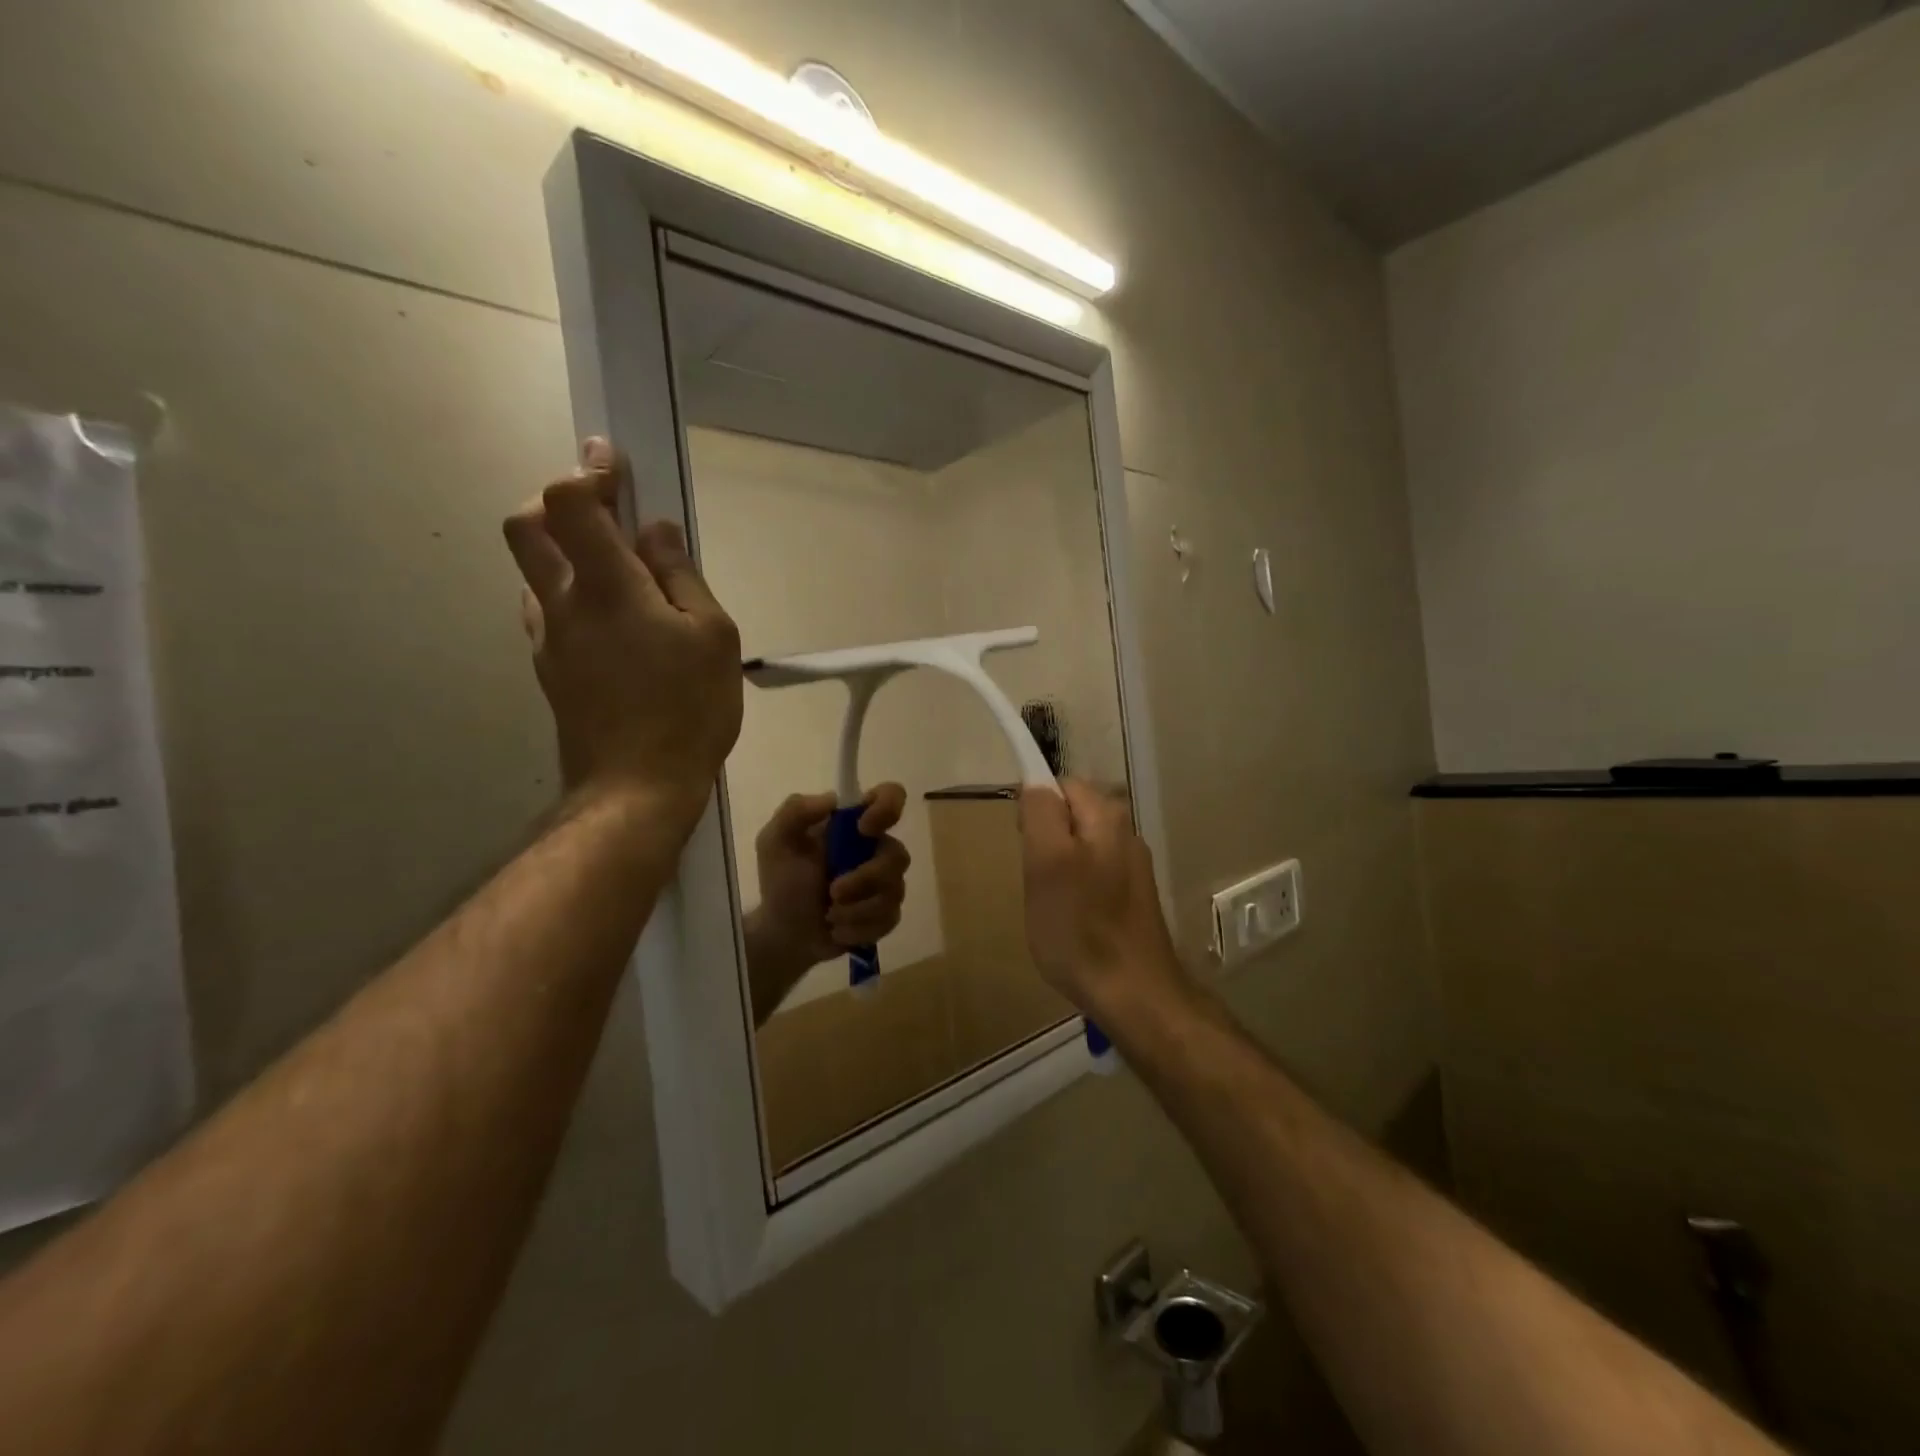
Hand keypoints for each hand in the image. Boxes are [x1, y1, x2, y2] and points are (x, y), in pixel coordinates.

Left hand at [503, 439, 742, 832]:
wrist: (636, 787)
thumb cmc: (688, 709)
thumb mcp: (713, 636)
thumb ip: (681, 575)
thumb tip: (656, 530)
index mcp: (607, 586)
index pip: (571, 501)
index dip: (587, 470)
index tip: (611, 459)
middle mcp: (562, 603)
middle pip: (527, 526)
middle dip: (557, 500)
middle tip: (601, 508)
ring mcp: (549, 640)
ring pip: (534, 572)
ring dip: (564, 552)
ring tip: (616, 571)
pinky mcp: (550, 671)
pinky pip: (547, 613)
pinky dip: (570, 595)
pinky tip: (608, 621)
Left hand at [743, 784, 910, 1021]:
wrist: (784, 934)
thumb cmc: (782, 882)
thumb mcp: (774, 842)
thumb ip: (794, 812)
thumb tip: (832, 799)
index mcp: (853, 824)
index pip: (890, 796)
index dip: (888, 807)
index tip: (864, 828)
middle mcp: (876, 849)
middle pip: (898, 855)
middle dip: (865, 878)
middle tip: (833, 892)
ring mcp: (886, 883)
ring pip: (894, 891)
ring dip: (856, 909)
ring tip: (830, 916)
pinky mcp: (887, 914)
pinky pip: (889, 919)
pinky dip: (858, 928)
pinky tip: (837, 930)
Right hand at [1019, 779, 1183, 1015]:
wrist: (1135, 995)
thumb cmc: (1080, 929)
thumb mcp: (1047, 864)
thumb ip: (1040, 814)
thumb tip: (1035, 784)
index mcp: (1106, 817)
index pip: (1059, 785)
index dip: (1033, 808)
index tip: (1021, 844)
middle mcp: (1125, 833)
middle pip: (1070, 816)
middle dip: (1044, 840)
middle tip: (1034, 879)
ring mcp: (1132, 867)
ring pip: (1079, 848)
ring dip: (1058, 867)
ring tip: (1050, 904)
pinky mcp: (1132, 897)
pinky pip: (1091, 875)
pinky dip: (1074, 889)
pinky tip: (1071, 920)